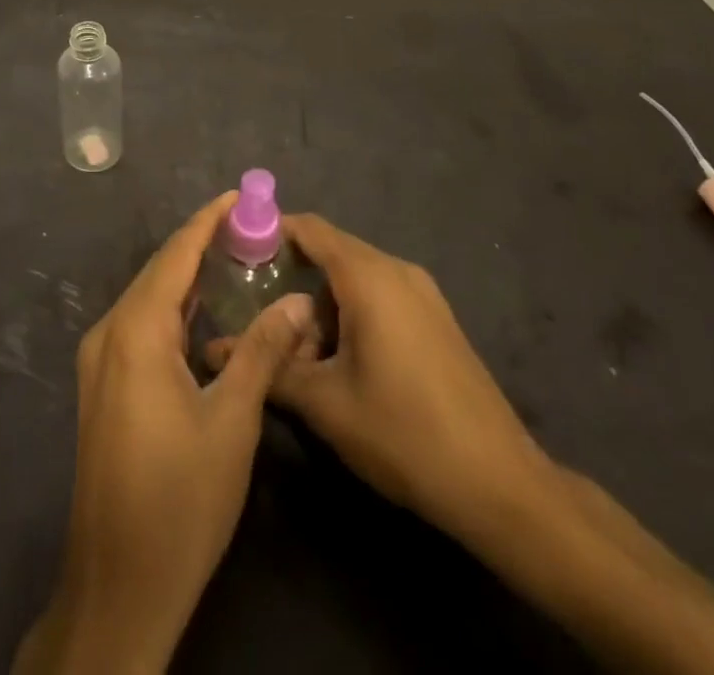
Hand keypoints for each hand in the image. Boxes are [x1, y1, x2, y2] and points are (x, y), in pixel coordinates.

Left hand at [14, 192, 316, 673]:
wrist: (118, 586)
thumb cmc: (179, 500)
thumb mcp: (232, 421)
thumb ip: (263, 351)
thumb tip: (299, 303)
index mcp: (135, 332)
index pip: (175, 255)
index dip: (207, 221)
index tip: (239, 196)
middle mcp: (109, 334)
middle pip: (159, 272)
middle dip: (201, 245)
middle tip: (249, 228)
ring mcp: (101, 362)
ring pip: (149, 300)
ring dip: (187, 277)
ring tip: (234, 258)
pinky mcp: (104, 386)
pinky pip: (142, 327)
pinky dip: (174, 310)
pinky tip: (204, 313)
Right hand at [266, 214, 557, 549]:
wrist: (500, 483)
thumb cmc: (404, 433)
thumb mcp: (325, 404)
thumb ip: (269, 368)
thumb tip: (213, 350)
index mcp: (369, 276)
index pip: (310, 229)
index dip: (271, 232)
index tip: (235, 252)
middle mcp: (397, 271)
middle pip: (331, 253)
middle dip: (292, 279)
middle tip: (255, 312)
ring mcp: (422, 294)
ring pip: (355, 279)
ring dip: (321, 305)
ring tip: (296, 353)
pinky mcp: (435, 320)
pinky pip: (380, 297)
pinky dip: (350, 315)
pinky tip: (339, 363)